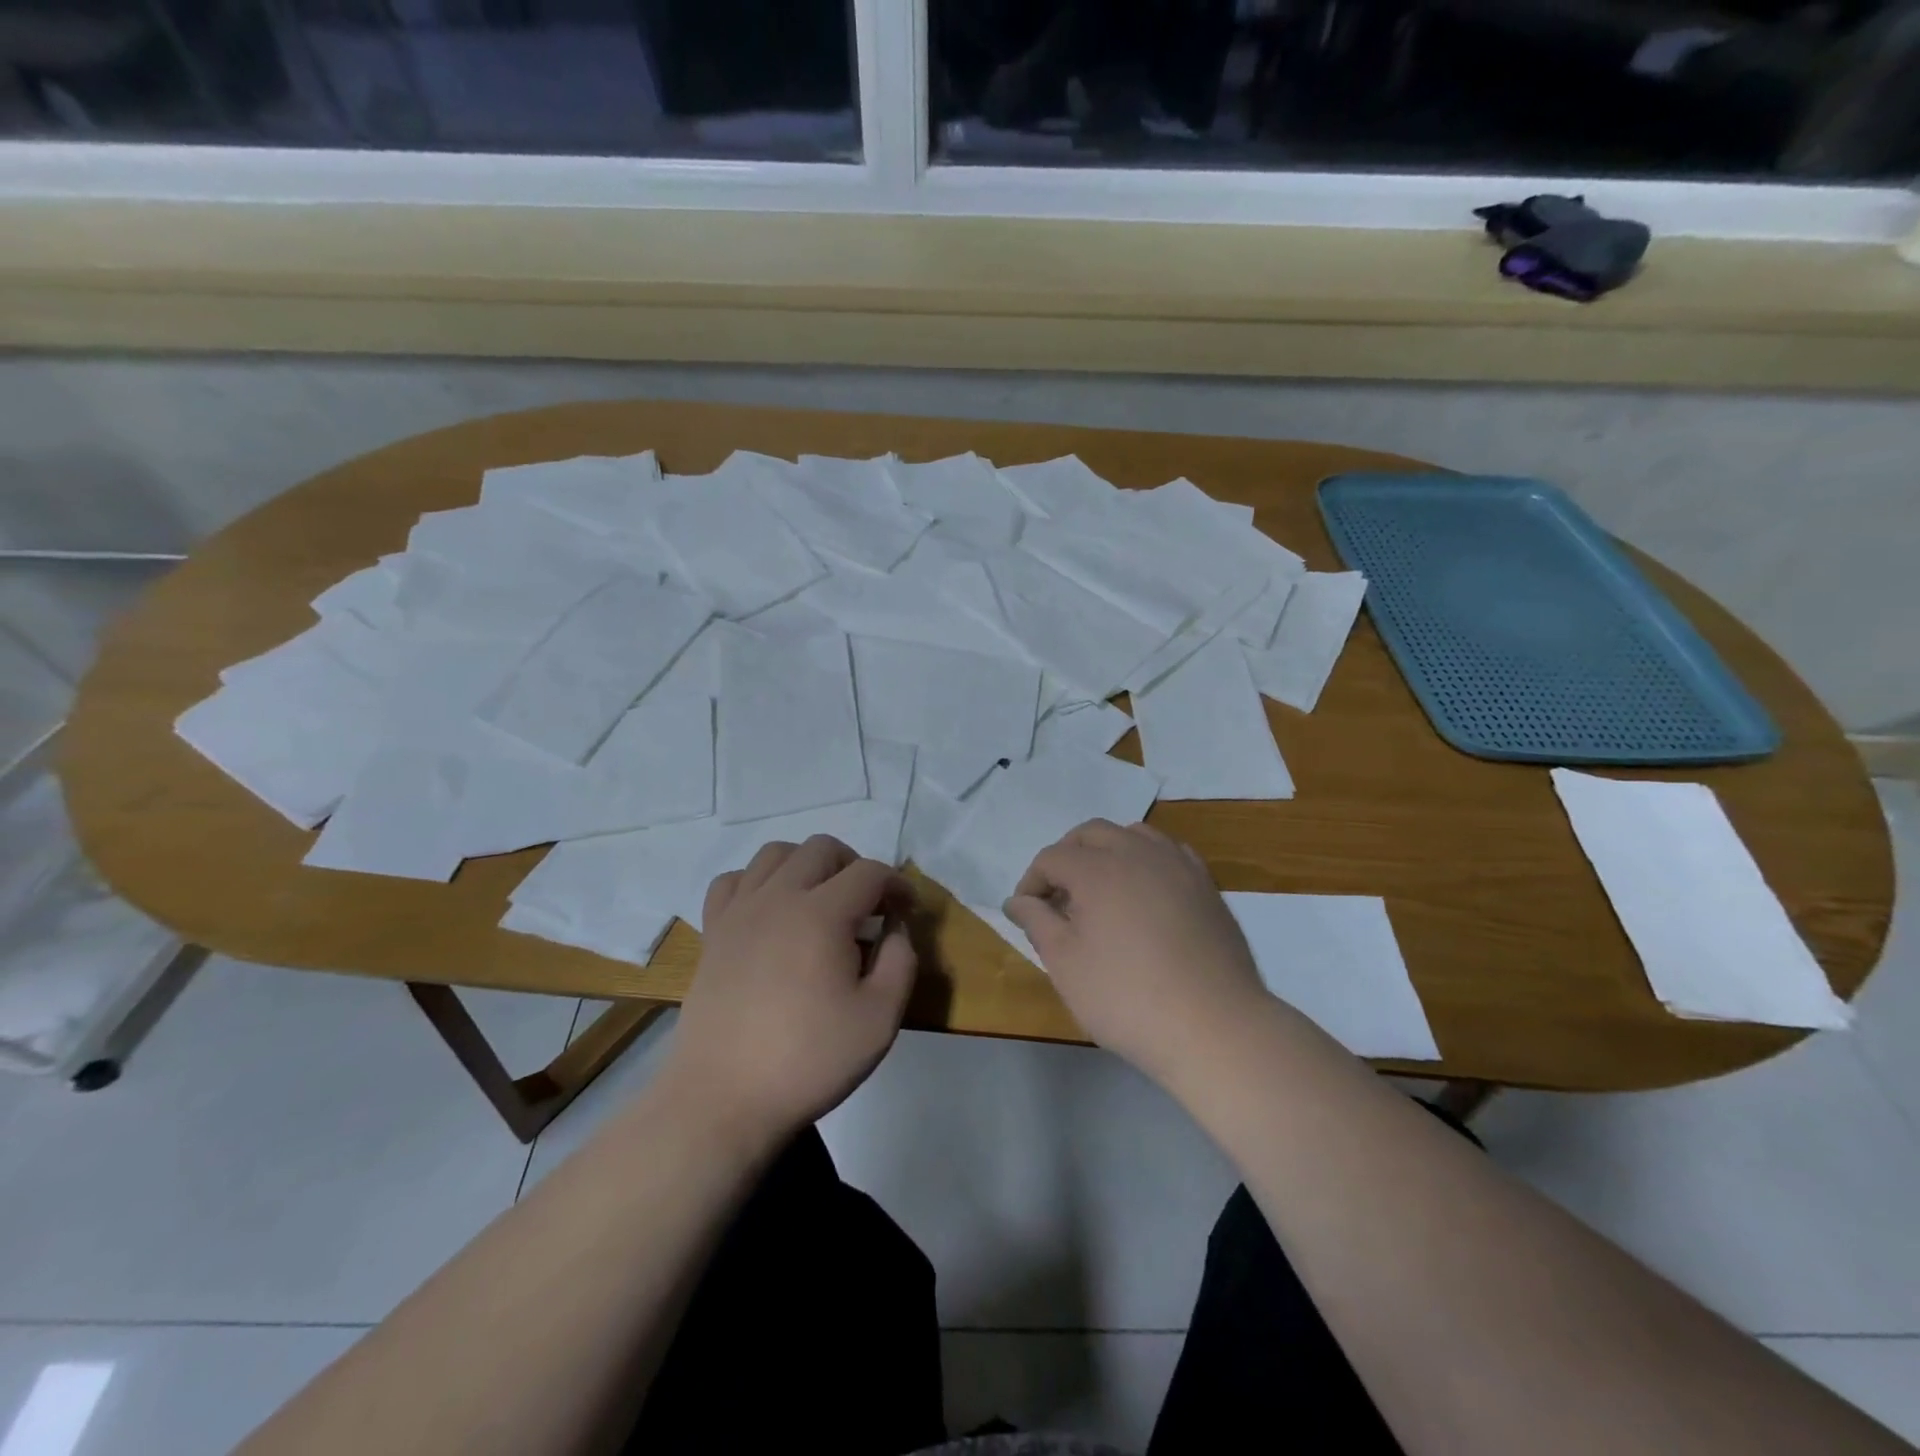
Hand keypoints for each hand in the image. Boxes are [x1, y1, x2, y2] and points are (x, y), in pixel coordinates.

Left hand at [664, 835, 916, 1142]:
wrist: (722, 1100)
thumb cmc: (808, 1060)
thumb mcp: (880, 1019)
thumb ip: (900, 961)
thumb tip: (895, 928)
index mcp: (821, 914)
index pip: (869, 872)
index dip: (897, 884)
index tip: (907, 911)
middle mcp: (778, 897)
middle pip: (822, 848)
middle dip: (855, 866)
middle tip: (868, 906)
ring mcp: (739, 912)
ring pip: (776, 853)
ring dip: (807, 865)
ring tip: (821, 900)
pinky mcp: (713, 932)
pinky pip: (734, 881)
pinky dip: (758, 881)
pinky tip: (770, 911)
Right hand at [1003, 820, 1269, 1085]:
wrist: (1214, 1027)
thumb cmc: (1127, 997)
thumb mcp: (1066, 964)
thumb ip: (1037, 922)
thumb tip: (1017, 901)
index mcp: (1097, 868)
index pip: (1052, 857)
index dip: (1032, 882)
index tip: (1027, 914)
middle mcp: (1136, 852)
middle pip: (1091, 834)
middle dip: (1067, 856)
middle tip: (1058, 897)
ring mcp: (1177, 864)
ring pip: (1132, 835)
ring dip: (1107, 852)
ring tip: (1101, 891)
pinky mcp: (1205, 884)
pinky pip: (1167, 853)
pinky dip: (1145, 861)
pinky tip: (1144, 894)